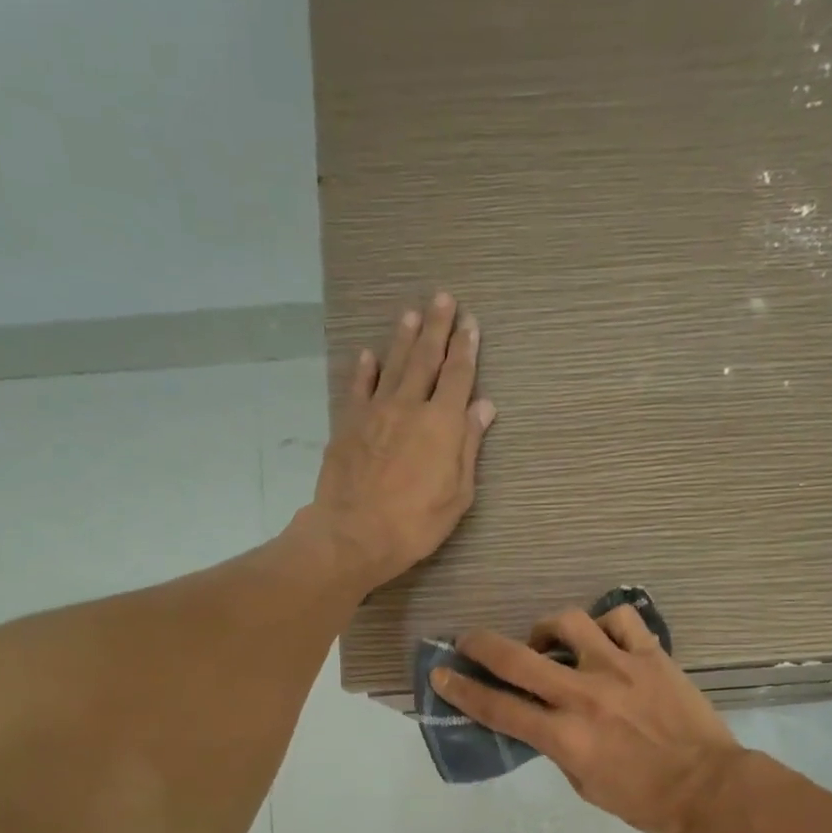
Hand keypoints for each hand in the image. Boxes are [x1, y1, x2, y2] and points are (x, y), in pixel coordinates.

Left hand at [307, 292, 495, 590]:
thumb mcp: (458, 492)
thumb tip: (483, 406)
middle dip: (437, 327)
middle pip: (426, 358)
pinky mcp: (348, 424)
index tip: (471, 322)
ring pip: (393, 365)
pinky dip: (364, 370)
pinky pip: (358, 388)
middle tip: (443, 298)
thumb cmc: (416, 522)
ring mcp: (375, 412)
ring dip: (404, 338)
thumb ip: (469, 445)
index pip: (458, 375)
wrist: (355, 534)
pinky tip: (368, 355)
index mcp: (442, 423)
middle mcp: (409, 406)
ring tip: (412, 314)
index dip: (466, 347)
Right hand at [429, 605, 744, 832]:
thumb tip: (545, 722)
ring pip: (568, 622)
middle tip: (468, 640)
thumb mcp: (587, 786)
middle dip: (481, 644)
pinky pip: (620, 618)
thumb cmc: (646, 801)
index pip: (498, 708)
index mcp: (565, 736)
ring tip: (549, 641)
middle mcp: (584, 695)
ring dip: (546, 628)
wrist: (710, 787)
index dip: (462, 690)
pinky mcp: (651, 655)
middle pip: (517, 657)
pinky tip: (602, 637)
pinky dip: (605, 623)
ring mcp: (619, 668)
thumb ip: (560, 749)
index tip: (441, 674)